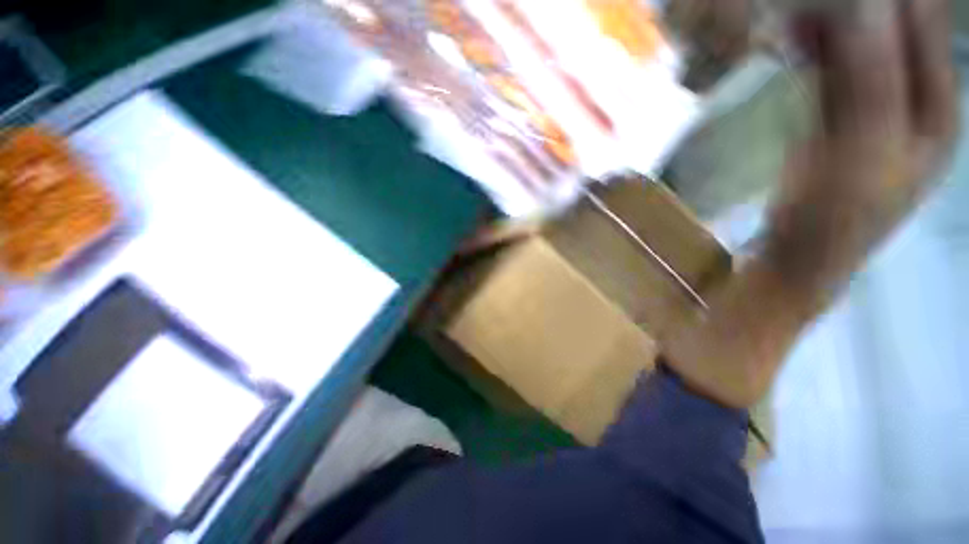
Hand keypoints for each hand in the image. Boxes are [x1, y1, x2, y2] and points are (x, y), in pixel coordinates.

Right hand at [767, 0, 958, 289]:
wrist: (796, 256)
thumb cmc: (836, 217)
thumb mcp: (865, 151)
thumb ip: (872, 78)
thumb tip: (865, 5)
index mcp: (937, 107)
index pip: (925, 24)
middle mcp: (912, 100)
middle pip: (892, 31)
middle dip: (856, 6)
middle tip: (806, 0)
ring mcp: (872, 109)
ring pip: (858, 47)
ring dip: (829, 24)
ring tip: (792, 13)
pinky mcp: (835, 120)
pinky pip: (829, 70)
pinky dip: (811, 50)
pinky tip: (788, 39)